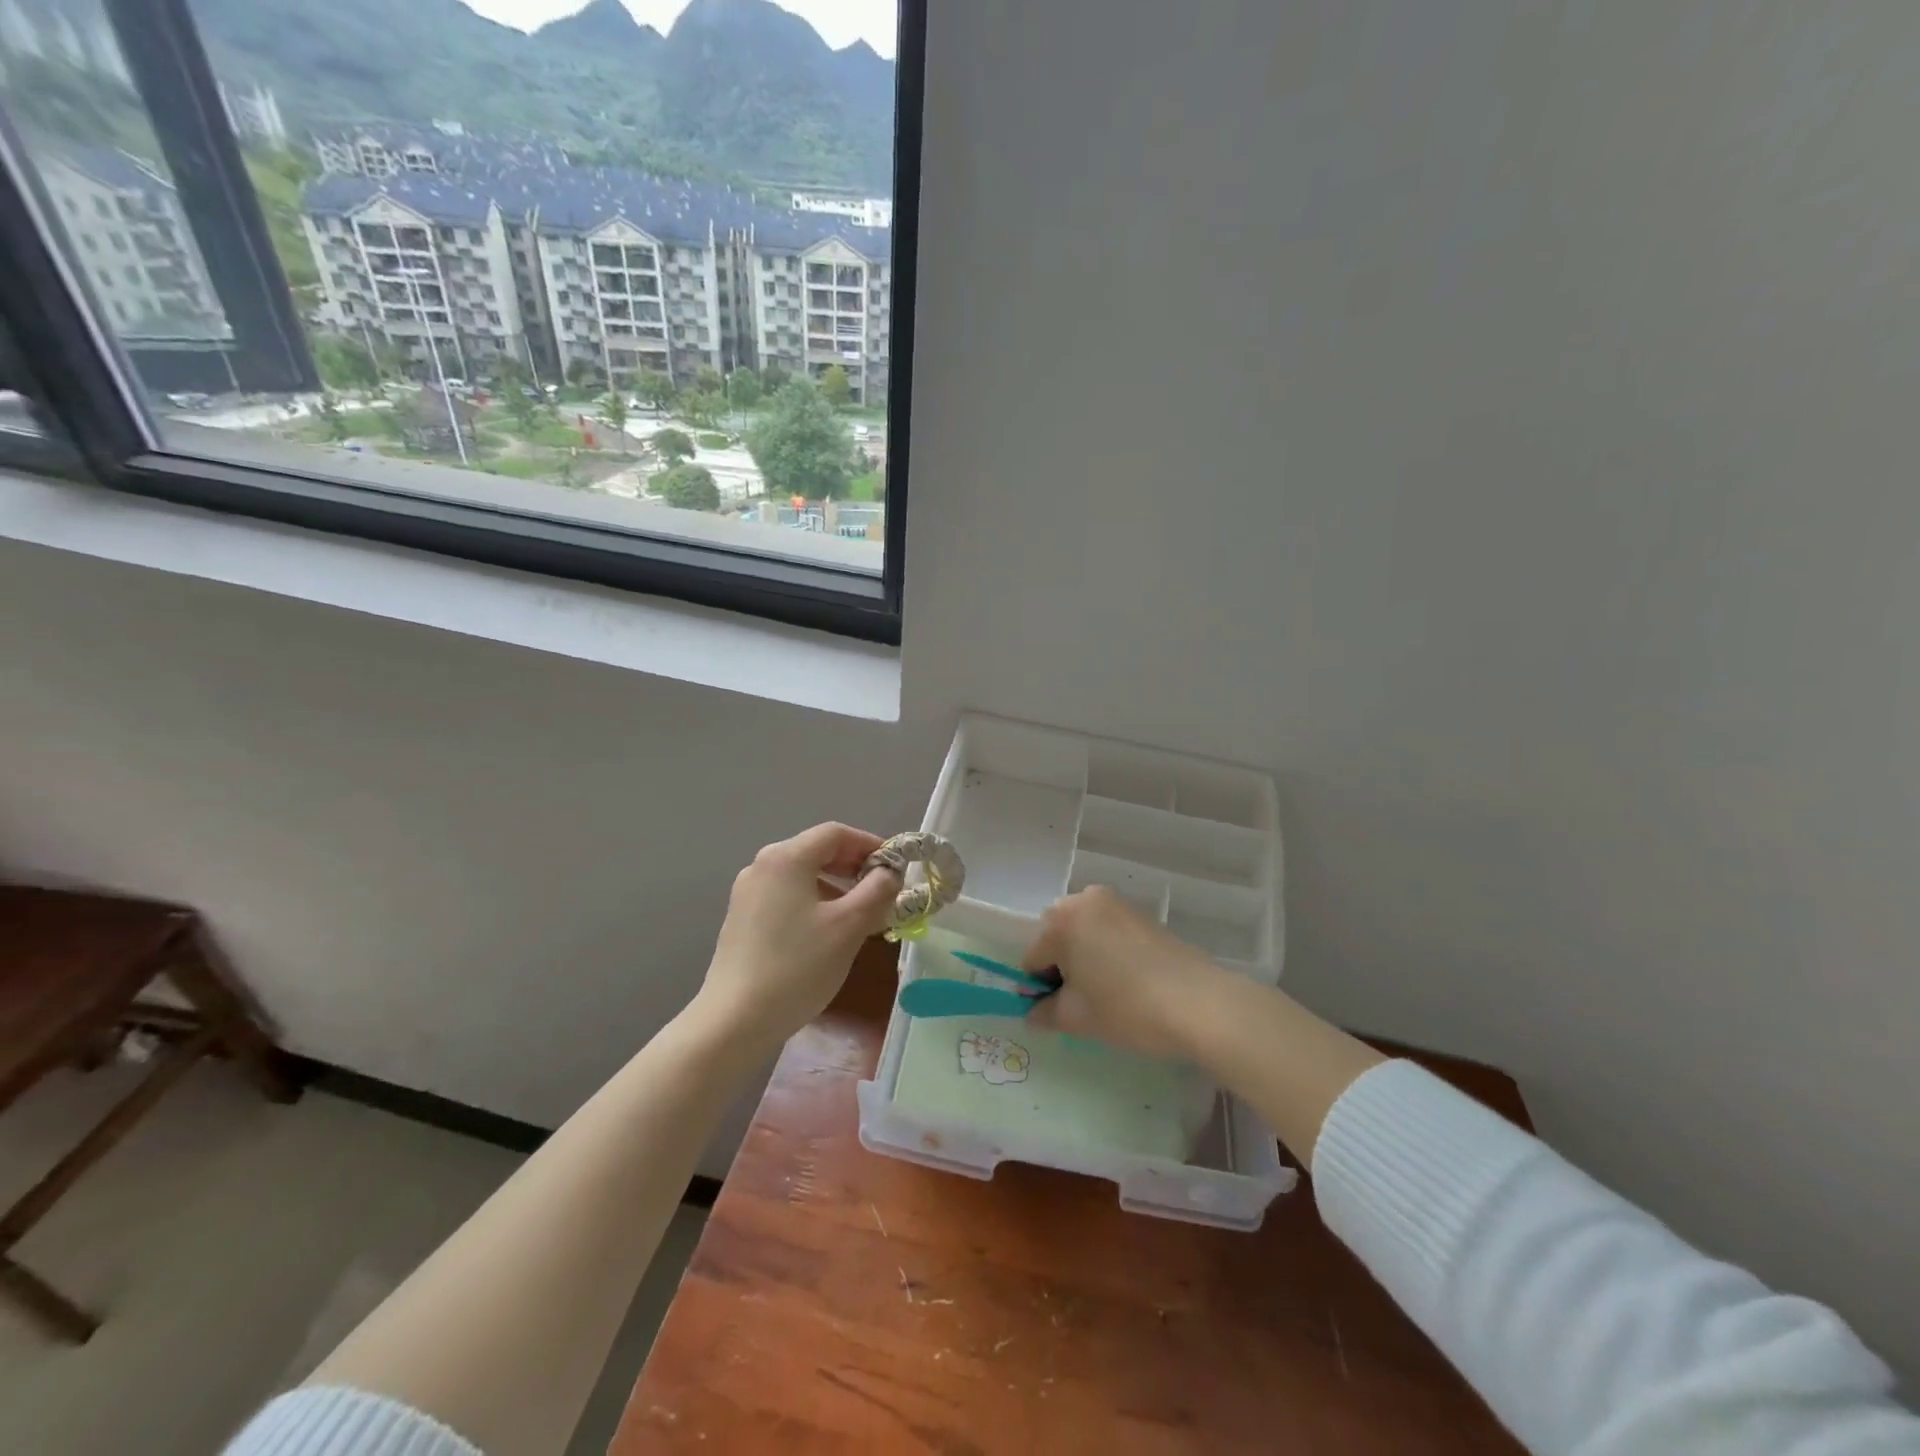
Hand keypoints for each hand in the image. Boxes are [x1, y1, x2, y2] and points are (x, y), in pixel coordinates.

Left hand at [695, 823, 901, 1048]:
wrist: (735, 1021)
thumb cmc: (798, 967)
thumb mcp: (849, 926)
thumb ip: (877, 890)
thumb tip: (890, 872)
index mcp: (786, 858)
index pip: (836, 833)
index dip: (870, 844)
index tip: (896, 867)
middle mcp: (762, 866)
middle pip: (817, 851)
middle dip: (854, 867)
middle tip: (883, 891)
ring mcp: (748, 893)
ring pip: (802, 876)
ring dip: (837, 887)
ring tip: (861, 916)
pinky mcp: (742, 919)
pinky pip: (786, 896)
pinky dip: (814, 902)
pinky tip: (828, 933)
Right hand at [1023, 886, 1226, 1057]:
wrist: (1199, 1003)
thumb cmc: (1126, 1008)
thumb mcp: (1077, 1018)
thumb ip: (1044, 1012)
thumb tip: (1033, 1012)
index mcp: (1061, 921)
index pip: (1033, 958)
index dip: (1039, 989)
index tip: (1056, 1013)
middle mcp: (1085, 900)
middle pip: (1057, 937)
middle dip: (1061, 967)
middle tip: (1081, 1002)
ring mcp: (1117, 903)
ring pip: (1084, 933)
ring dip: (1085, 957)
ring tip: (1106, 992)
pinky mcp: (1142, 914)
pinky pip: (1109, 931)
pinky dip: (1108, 952)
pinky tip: (1126, 981)